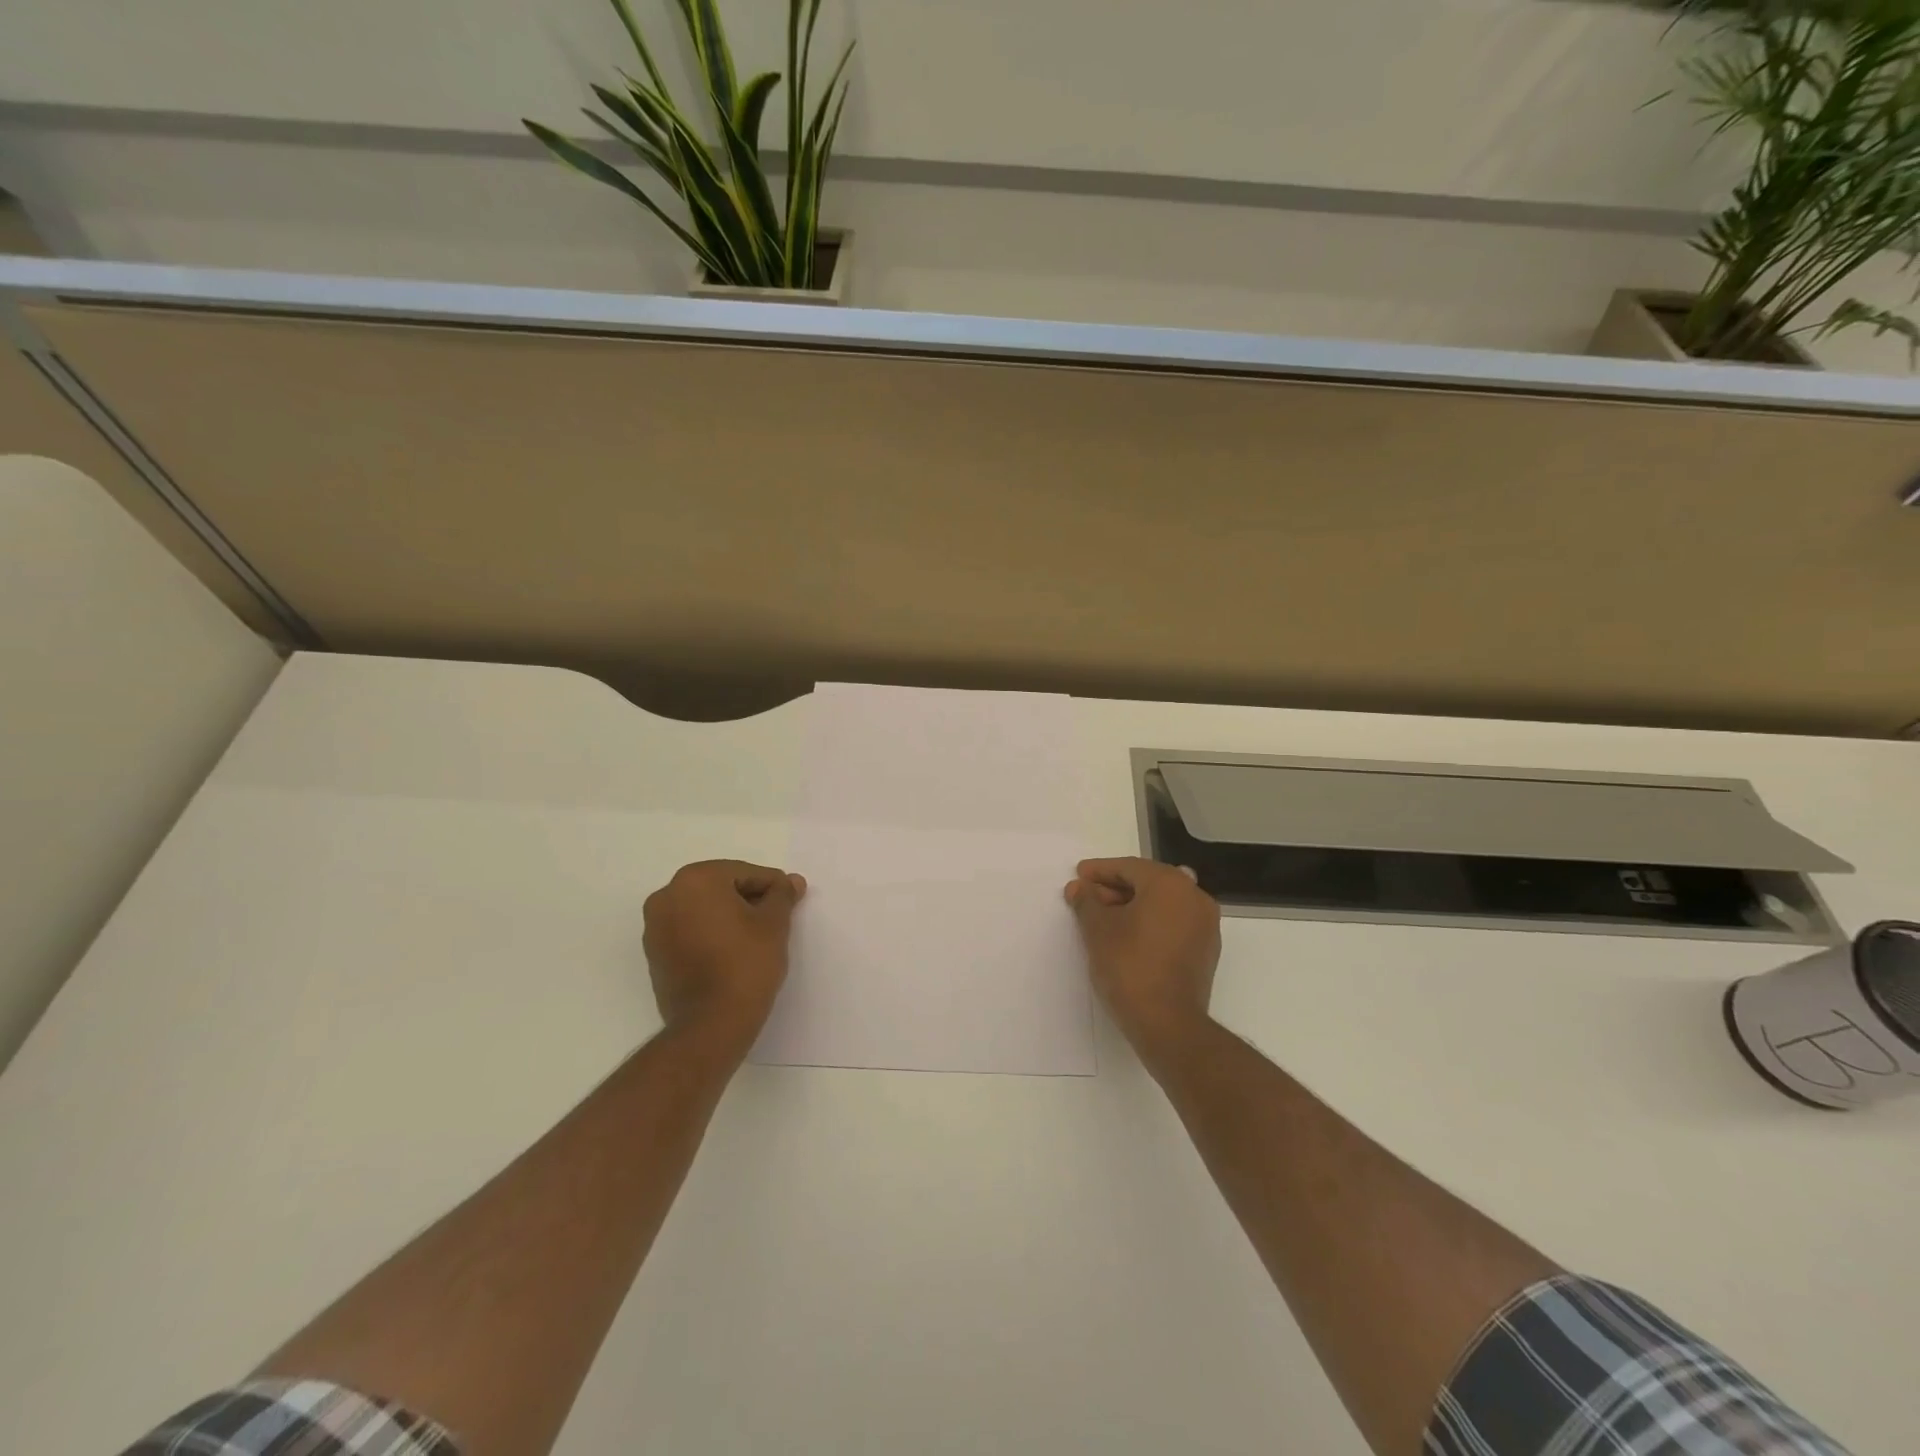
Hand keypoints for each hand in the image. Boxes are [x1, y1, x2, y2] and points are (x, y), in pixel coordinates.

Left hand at [642, 860, 805, 1052]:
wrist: (711, 1024)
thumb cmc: (746, 964)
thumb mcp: (774, 924)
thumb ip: (782, 896)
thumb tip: (791, 881)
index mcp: (694, 880)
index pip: (743, 873)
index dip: (772, 886)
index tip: (791, 900)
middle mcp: (667, 896)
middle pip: (720, 887)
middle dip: (749, 899)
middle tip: (776, 918)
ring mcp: (655, 927)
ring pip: (702, 909)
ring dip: (729, 916)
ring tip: (756, 937)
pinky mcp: (654, 954)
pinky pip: (689, 931)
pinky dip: (711, 934)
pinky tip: (733, 951)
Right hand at [1065, 857, 1220, 1065]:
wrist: (1168, 1024)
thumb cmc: (1130, 966)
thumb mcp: (1098, 930)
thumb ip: (1087, 901)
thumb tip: (1079, 888)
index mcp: (1171, 884)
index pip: (1129, 867)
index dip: (1099, 871)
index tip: (1078, 876)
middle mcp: (1194, 897)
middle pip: (1148, 883)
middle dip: (1114, 888)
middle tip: (1086, 898)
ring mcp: (1205, 925)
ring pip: (1162, 904)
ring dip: (1131, 906)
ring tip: (1101, 918)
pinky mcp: (1205, 951)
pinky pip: (1173, 923)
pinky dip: (1149, 923)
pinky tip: (1126, 936)